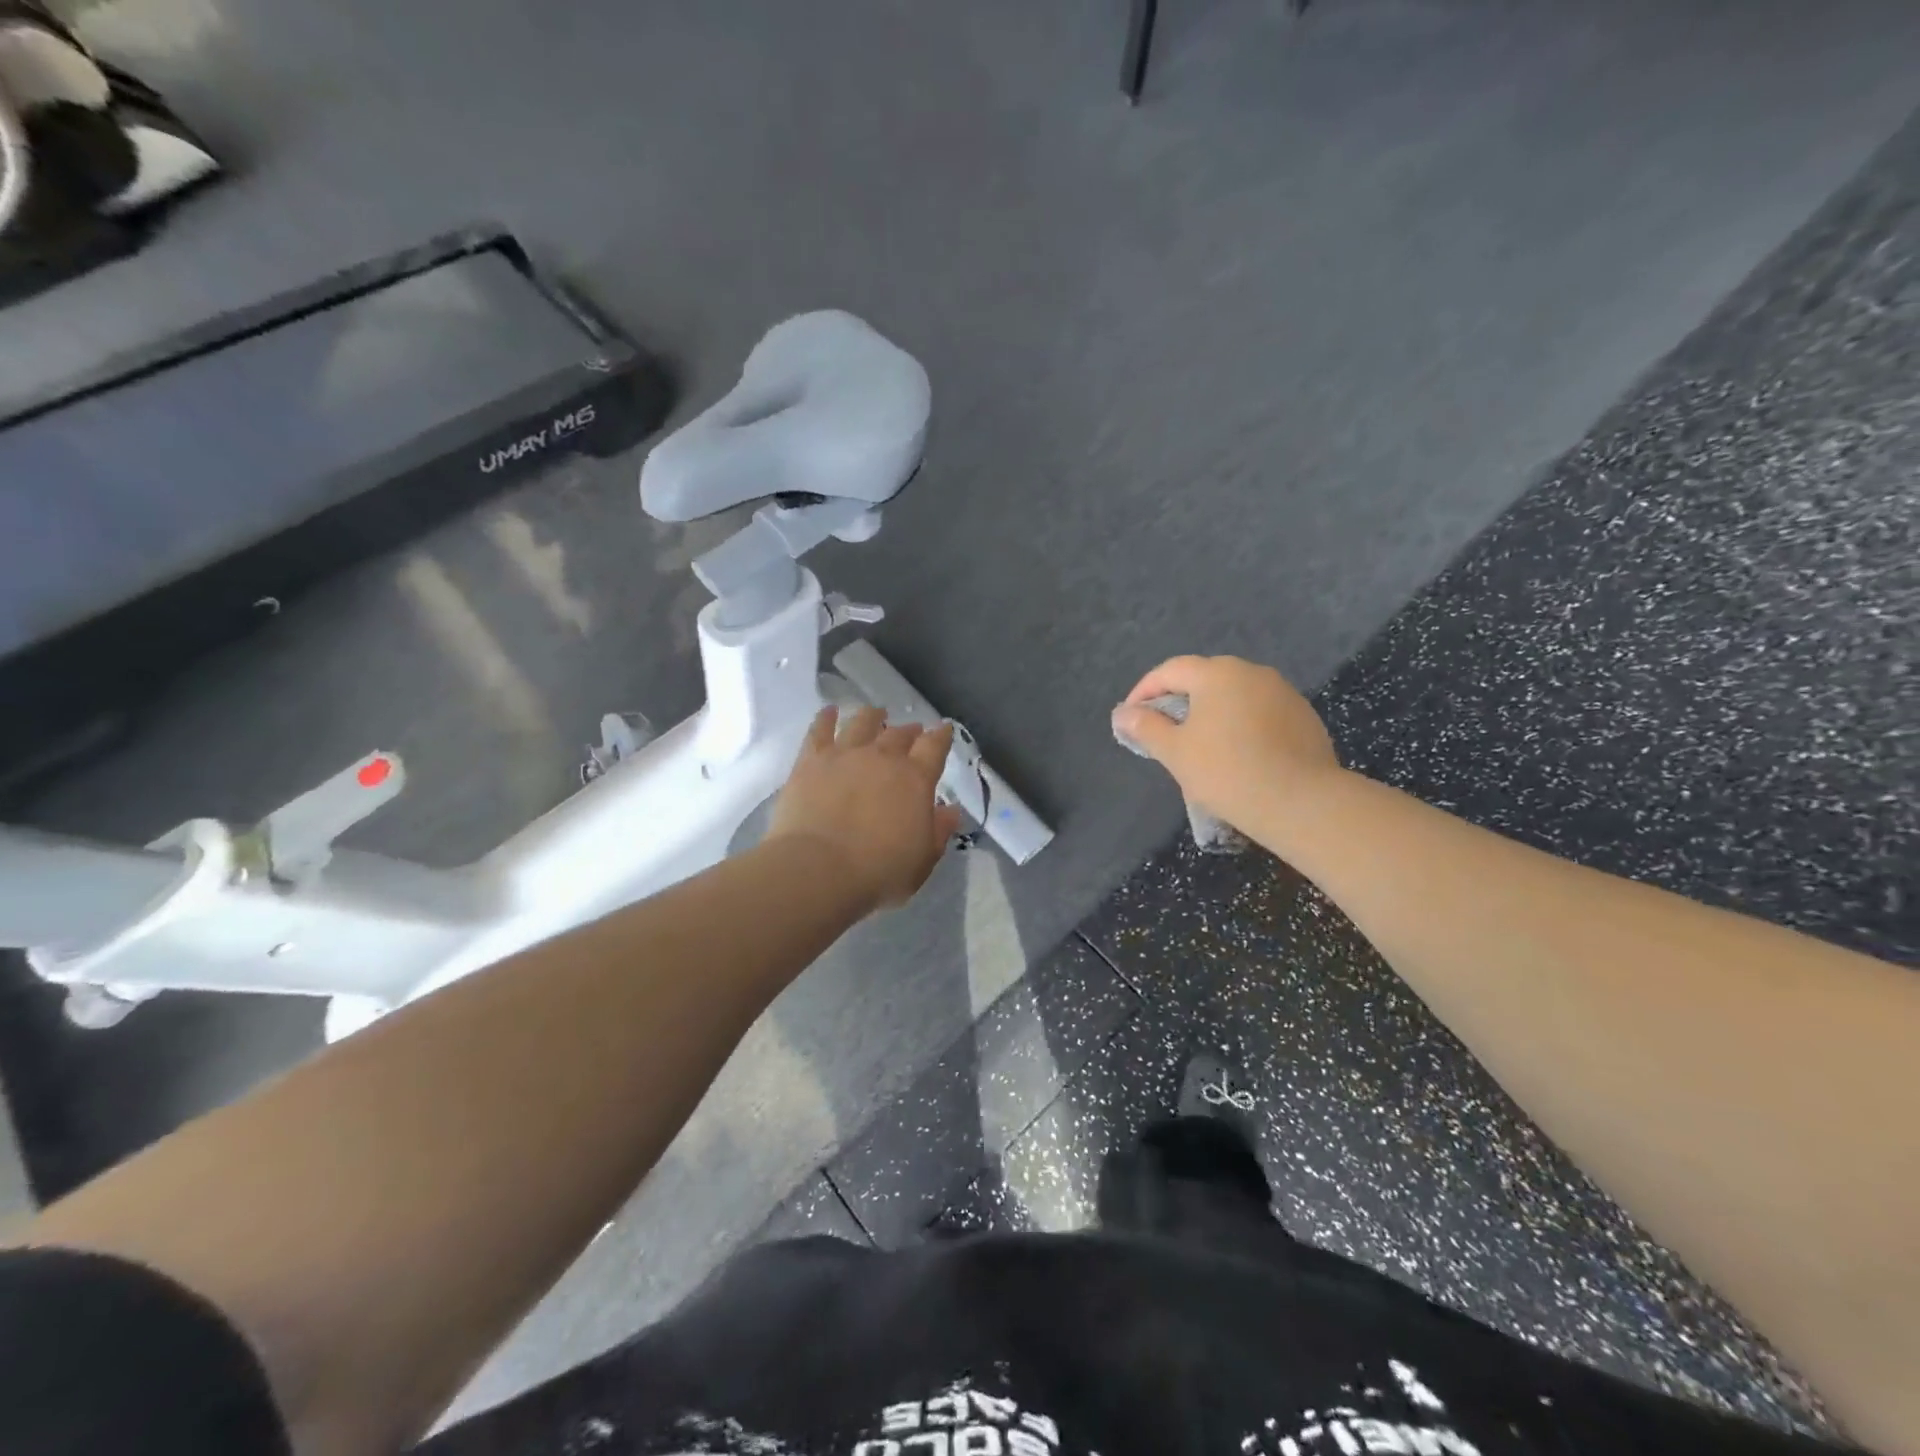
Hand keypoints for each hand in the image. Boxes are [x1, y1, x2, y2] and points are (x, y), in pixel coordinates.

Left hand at [768, 706, 964, 913]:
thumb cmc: (879, 872)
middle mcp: (883, 757)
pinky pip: (820, 729)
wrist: (819, 868)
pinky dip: (826, 717)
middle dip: (909, 730)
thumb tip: (950, 809)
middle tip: (912, 730)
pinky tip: (829, 711)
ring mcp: (845, 754)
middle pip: (899, 733)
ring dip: (872, 716)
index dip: (941, 736)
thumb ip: (939, 831)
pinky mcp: (811, 760)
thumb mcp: (923, 860)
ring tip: (875, 713)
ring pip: (862, 723)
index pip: (934, 747)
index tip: (945, 729)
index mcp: (915, 779)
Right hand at [1111, 656, 1340, 826]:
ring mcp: (1283, 692)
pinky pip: (1260, 712)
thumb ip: (1145, 727)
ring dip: (1212, 712)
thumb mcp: (1175, 752)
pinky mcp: (1304, 717)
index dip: (1144, 691)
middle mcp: (1252, 672)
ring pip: (1235, 695)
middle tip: (1163, 731)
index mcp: (1217, 673)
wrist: (1302, 802)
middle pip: (1204, 678)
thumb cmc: (1227, 772)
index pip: (1170, 670)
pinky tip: (1238, 754)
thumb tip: (1122, 713)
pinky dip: (1241, 725)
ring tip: (1200, 744)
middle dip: (1179, 700)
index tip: (1130, 718)